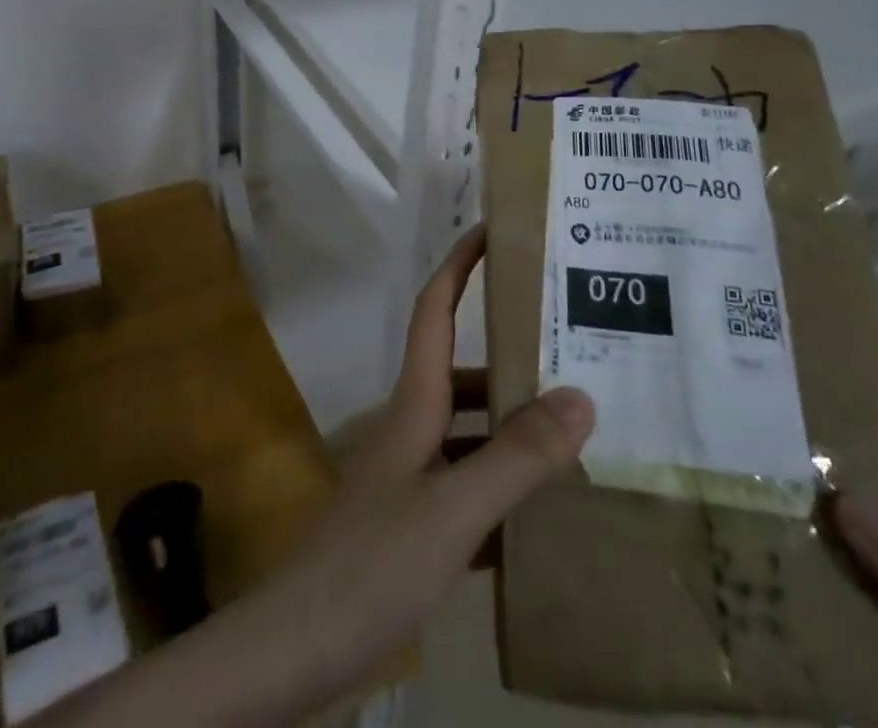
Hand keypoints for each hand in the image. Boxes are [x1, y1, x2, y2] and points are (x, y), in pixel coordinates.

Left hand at [261, 223, 595, 689]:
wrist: (298, 647)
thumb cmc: (372, 562)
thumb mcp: (454, 509)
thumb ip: (515, 458)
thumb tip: (579, 396)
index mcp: (414, 404)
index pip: (434, 311)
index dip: (458, 265)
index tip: (489, 230)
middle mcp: (411, 428)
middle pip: (464, 374)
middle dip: (512, 359)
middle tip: (574, 356)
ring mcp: (409, 478)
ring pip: (471, 436)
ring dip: (515, 431)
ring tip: (579, 437)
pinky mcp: (412, 527)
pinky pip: (469, 492)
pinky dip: (505, 492)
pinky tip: (547, 518)